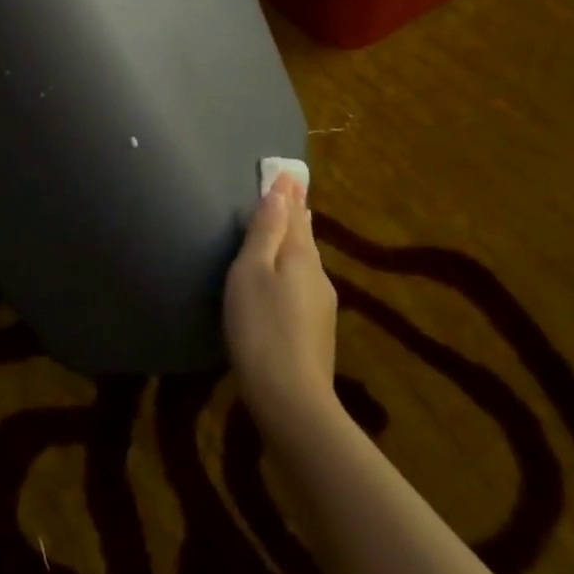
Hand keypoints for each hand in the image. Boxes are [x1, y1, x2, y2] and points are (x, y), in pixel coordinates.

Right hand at [225, 175, 339, 430]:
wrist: (291, 400)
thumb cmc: (261, 327)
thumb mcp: (251, 272)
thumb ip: (265, 232)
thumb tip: (280, 192)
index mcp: (301, 257)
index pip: (295, 215)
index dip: (288, 194)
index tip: (288, 172)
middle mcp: (317, 276)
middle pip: (304, 237)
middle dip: (296, 215)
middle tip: (291, 194)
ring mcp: (321, 306)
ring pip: (306, 263)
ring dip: (296, 242)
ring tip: (290, 228)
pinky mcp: (316, 332)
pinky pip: (304, 285)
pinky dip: (294, 269)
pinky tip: (287, 278)